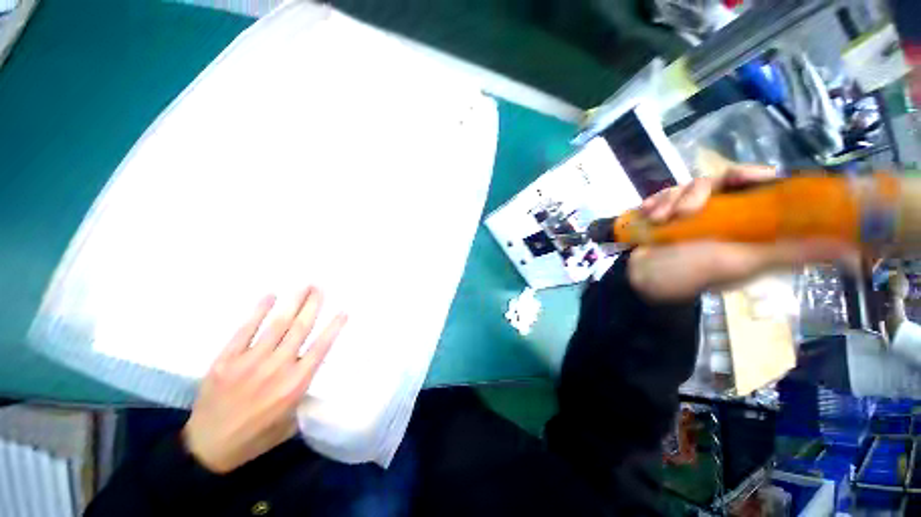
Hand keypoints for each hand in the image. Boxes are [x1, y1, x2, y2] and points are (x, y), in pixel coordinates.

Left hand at [183, 287, 346, 473]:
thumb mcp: (291, 422)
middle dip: (313, 305)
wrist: (208, 448)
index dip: (333, 327)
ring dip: (292, 303)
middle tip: (320, 287)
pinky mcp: (226, 360)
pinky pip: (245, 330)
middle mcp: (277, 368)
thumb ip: (304, 394)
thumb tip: (312, 371)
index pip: (320, 348)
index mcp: (295, 384)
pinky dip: (258, 312)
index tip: (343, 311)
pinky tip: (269, 296)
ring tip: (303, 286)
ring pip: (277, 325)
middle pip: (300, 329)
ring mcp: (250, 362)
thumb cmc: (255, 437)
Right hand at [628, 164, 857, 300]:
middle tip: (683, 212)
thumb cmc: (688, 274)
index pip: (759, 186)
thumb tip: (850, 251)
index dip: (753, 175)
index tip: (741, 177)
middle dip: (697, 192)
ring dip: (670, 200)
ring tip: (659, 220)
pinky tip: (648, 214)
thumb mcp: (740, 264)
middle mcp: (721, 214)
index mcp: (745, 224)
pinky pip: (663, 195)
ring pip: (687, 186)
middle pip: (719, 180)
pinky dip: (655, 202)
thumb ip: (789, 254)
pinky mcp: (665, 213)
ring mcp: (690, 213)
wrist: (639, 279)